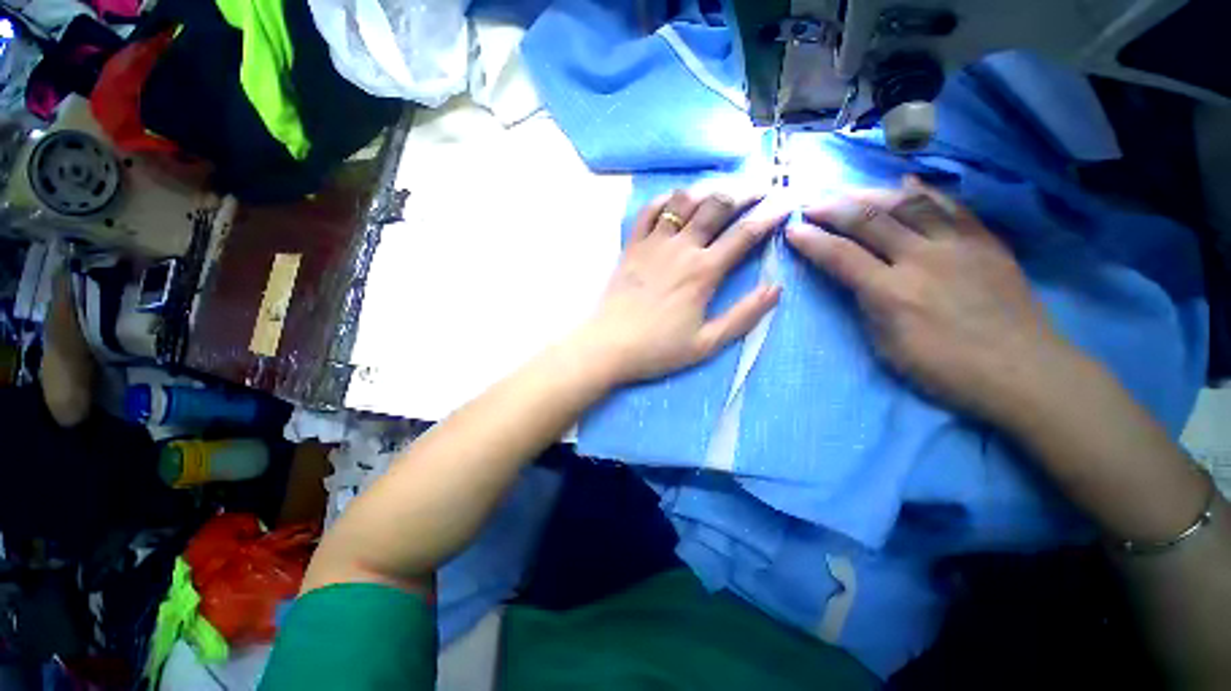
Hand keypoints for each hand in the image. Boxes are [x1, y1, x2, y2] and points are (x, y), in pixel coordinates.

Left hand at [577, 189, 785, 385]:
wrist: (609, 346)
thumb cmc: (658, 349)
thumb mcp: (707, 343)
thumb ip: (743, 316)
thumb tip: (776, 288)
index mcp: (703, 272)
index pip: (744, 233)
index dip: (771, 215)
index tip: (787, 203)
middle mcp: (681, 248)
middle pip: (717, 206)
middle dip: (744, 191)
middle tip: (760, 188)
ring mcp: (653, 243)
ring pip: (684, 201)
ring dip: (708, 188)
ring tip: (723, 188)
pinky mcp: (632, 246)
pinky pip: (648, 211)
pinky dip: (665, 198)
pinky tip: (676, 197)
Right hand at [787, 177, 1073, 421]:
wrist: (1023, 370)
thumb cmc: (946, 369)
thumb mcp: (888, 348)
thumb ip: (869, 307)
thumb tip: (858, 281)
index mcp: (892, 293)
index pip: (841, 256)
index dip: (812, 241)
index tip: (792, 230)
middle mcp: (922, 259)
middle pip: (870, 221)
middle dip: (834, 208)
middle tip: (812, 203)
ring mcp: (957, 245)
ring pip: (908, 205)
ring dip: (871, 194)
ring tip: (849, 190)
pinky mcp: (985, 242)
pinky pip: (951, 207)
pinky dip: (925, 192)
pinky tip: (906, 183)